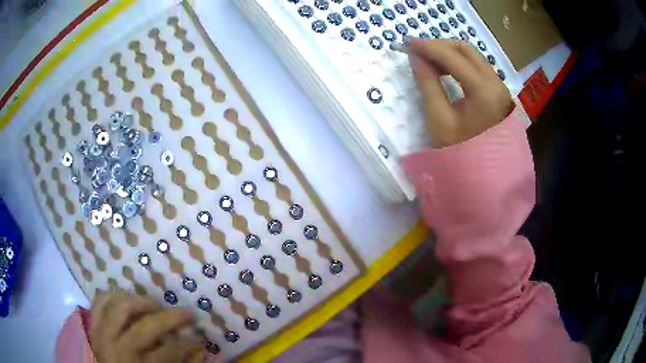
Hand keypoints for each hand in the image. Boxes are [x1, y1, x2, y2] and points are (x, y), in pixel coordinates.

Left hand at [89, 291, 204, 362]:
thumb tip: (198, 348)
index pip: (168, 352)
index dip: (188, 345)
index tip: (200, 340)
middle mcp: (117, 349)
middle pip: (146, 327)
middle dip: (170, 318)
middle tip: (186, 312)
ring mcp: (101, 334)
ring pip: (121, 306)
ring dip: (141, 302)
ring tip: (155, 304)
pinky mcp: (92, 326)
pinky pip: (100, 301)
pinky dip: (113, 295)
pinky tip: (126, 298)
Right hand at [408, 39, 513, 147]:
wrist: (486, 174)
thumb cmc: (461, 152)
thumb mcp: (439, 119)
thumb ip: (427, 84)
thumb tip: (415, 57)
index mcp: (483, 91)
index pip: (453, 57)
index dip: (428, 47)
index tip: (408, 43)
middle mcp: (496, 82)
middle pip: (466, 50)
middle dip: (440, 46)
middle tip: (418, 51)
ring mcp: (499, 86)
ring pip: (473, 56)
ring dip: (449, 53)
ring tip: (428, 60)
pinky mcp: (498, 90)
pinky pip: (477, 66)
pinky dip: (459, 62)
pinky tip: (445, 69)